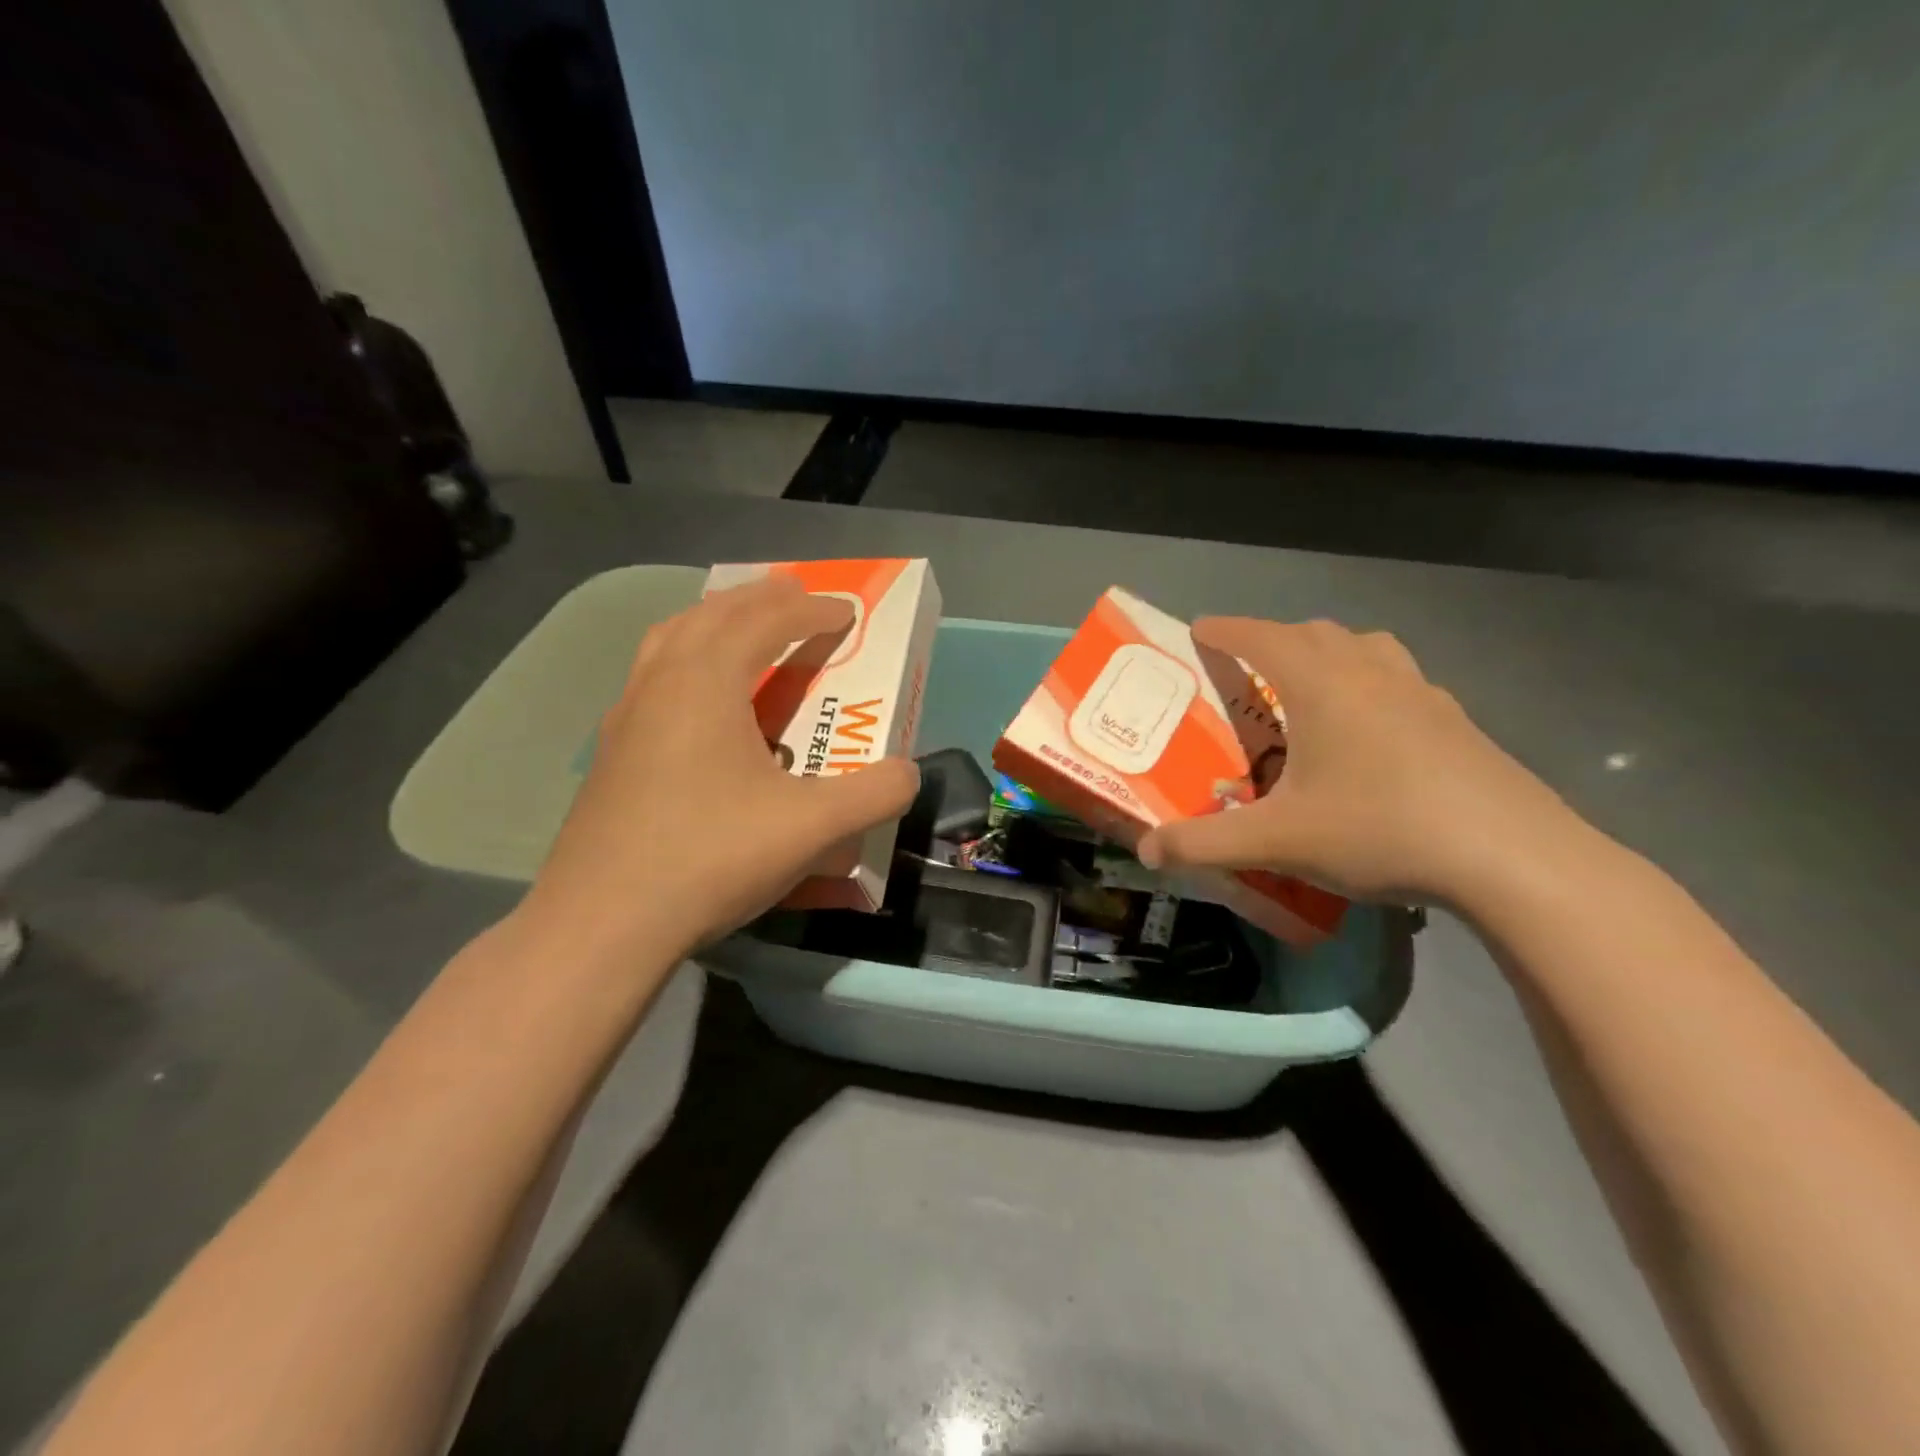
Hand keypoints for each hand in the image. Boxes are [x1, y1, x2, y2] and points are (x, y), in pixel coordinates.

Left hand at [518, 575, 919, 962]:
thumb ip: (873, 794)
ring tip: (743, 629)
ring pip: (671, 641)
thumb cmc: (710, 857)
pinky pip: (654, 680)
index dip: (811, 610)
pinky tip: (700, 705)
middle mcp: (660, 684)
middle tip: (794, 595)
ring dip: (714, 623)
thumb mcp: (812, 828)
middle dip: (759, 599)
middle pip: (711, 615)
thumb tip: (907, 773)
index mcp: (706, 682)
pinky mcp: (611, 755)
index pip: (765, 621)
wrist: (602, 924)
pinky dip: (686, 664)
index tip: (846, 611)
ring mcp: (626, 718)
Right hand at [1138, 618, 1578, 907]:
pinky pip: (1404, 683)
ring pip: (1368, 649)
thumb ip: (1204, 843)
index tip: (1198, 629)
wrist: (1512, 859)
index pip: (1261, 637)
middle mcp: (1372, 675)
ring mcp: (1424, 695)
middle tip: (1249, 669)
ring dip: (1331, 654)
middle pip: (1315, 633)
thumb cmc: (1381, 830)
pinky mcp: (1459, 724)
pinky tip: (1375, 733)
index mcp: (1322, 686)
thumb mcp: (1278, 841)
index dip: (1225, 630)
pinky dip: (1374, 687)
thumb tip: (1148, 851)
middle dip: (1274, 640)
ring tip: (1313, 689)